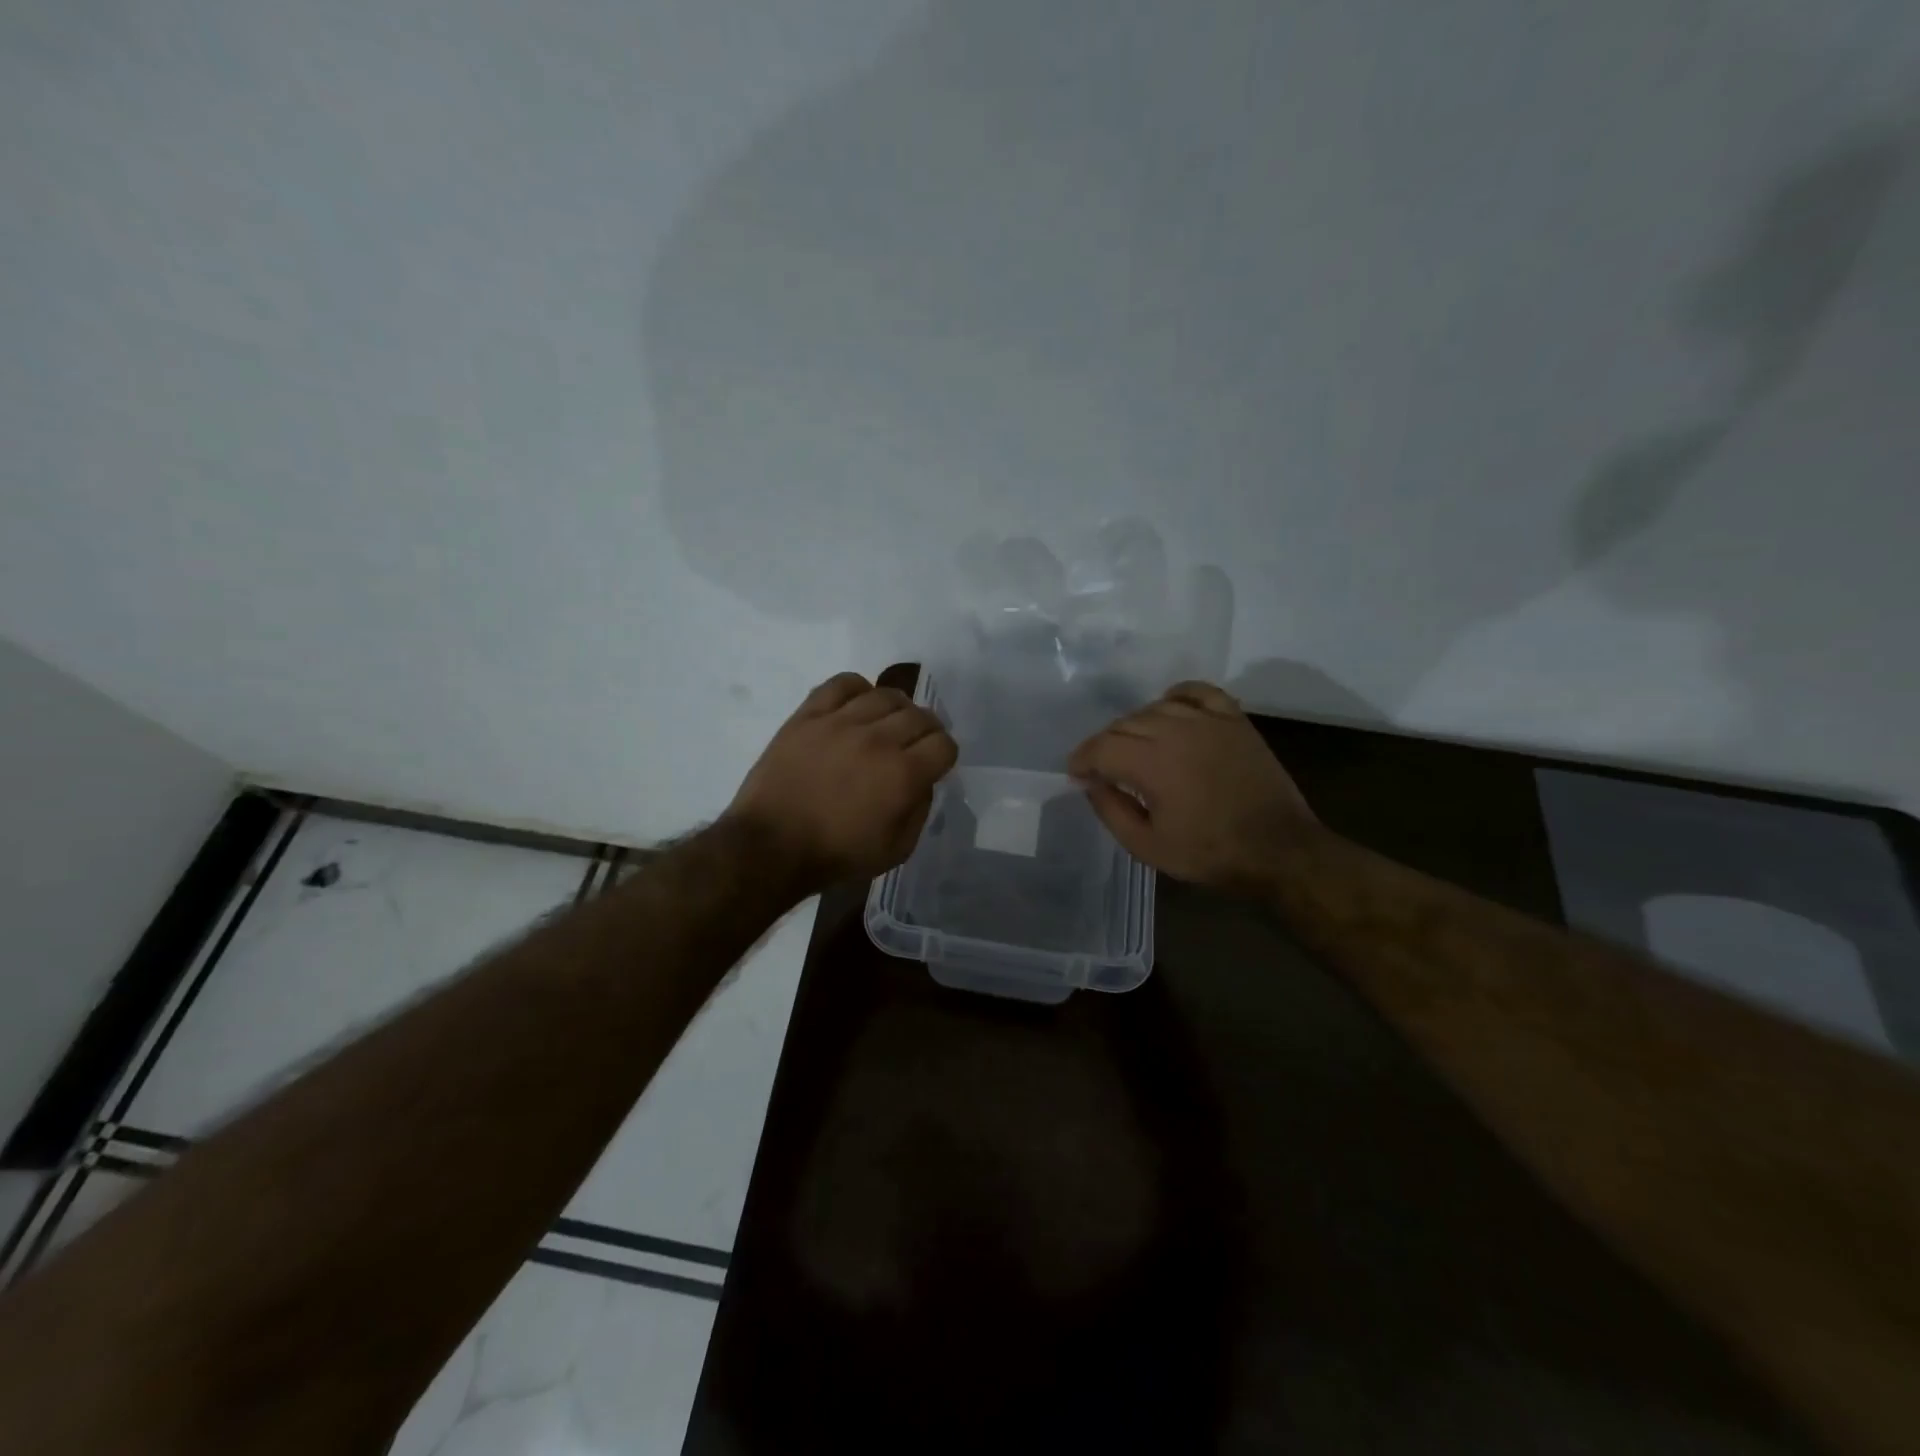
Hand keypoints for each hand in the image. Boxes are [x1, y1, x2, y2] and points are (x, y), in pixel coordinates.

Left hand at [728, 672, 958, 891]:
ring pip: (885, 695)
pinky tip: (857, 706)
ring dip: (897, 708)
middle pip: (919, 716)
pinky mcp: (809, 715)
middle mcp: (878, 739)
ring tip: (888, 723)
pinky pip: (842, 684)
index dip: (944, 754)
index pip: (943, 744)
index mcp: (903, 774)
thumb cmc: (836, 855)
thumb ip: (920, 810)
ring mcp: (841, 722)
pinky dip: (858, 689)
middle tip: (914, 744)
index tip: (935, 763)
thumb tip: (922, 781)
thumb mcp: (896, 849)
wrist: (771, 846)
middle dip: (926, 730)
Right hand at [1067, 681, 1318, 890]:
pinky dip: (1177, 696)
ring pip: (1155, 707)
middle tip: (1104, 769)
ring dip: (1136, 725)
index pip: (1101, 747)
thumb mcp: (1147, 846)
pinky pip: (1198, 692)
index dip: (1082, 759)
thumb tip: (1090, 783)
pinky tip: (1170, 709)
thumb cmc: (1209, 853)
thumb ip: (1111, 810)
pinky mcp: (1234, 720)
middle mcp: (1176, 731)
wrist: (1278, 850)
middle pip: (1124, 724)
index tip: (1076, 774)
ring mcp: (1208, 721)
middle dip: (1105, 745)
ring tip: (1135, 747)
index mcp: (1152, 763)